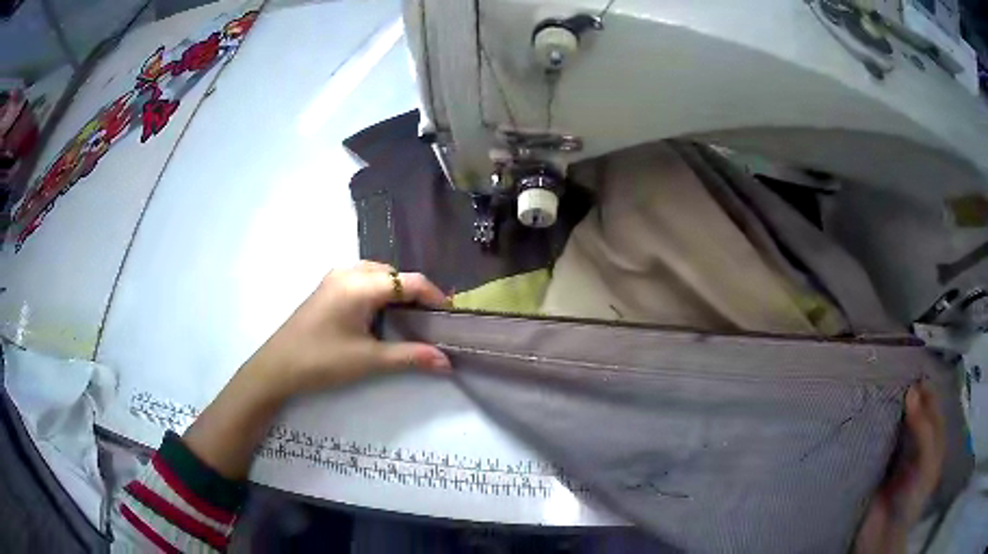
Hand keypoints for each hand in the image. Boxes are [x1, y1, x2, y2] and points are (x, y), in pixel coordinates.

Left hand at [184, 262, 451, 478]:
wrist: (277, 367)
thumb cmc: (322, 361)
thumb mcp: (369, 360)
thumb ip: (410, 356)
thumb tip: (447, 362)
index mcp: (360, 284)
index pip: (409, 281)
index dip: (434, 296)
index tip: (450, 316)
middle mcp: (348, 271)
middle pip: (394, 273)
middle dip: (416, 293)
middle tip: (430, 320)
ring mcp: (335, 277)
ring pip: (378, 274)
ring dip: (396, 291)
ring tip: (409, 318)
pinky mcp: (327, 287)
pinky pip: (362, 278)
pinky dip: (379, 291)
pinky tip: (380, 314)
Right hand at [854, 382, 945, 553]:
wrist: (881, 536)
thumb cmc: (911, 499)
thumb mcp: (927, 464)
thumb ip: (924, 430)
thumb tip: (911, 391)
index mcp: (932, 438)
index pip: (931, 402)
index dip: (924, 386)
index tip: (908, 368)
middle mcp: (916, 439)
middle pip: (913, 408)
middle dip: (903, 393)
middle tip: (888, 373)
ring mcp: (896, 450)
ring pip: (894, 419)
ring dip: (887, 406)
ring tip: (873, 387)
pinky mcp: (876, 461)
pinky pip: (877, 436)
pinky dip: (873, 424)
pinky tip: (864, 413)